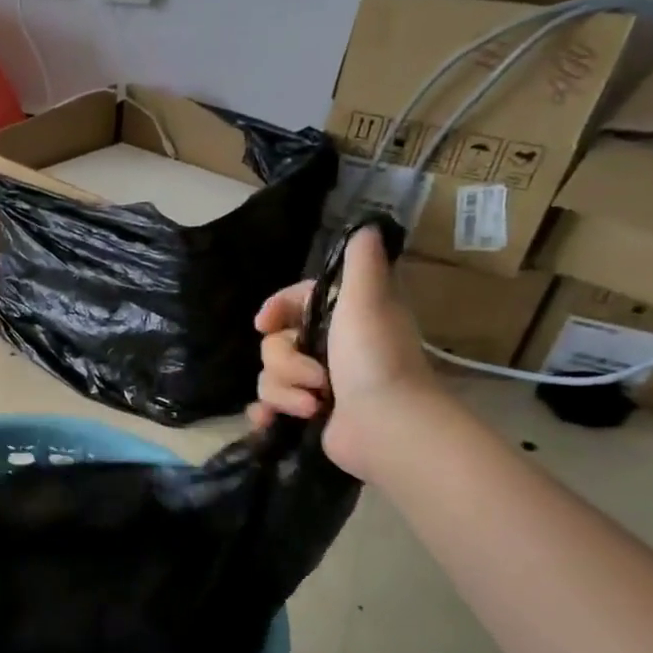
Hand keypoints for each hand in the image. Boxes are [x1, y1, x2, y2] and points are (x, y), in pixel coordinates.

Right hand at [246, 226, 440, 478]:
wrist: (386, 426)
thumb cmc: (375, 359)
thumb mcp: (368, 300)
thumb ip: (361, 264)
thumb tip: (367, 226)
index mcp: (342, 319)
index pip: (294, 303)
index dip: (276, 309)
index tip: (265, 322)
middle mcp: (327, 349)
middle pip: (274, 344)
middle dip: (287, 362)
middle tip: (318, 377)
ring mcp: (316, 385)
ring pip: (268, 376)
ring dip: (285, 391)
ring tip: (314, 406)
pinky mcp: (305, 415)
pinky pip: (266, 406)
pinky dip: (268, 414)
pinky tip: (272, 421)